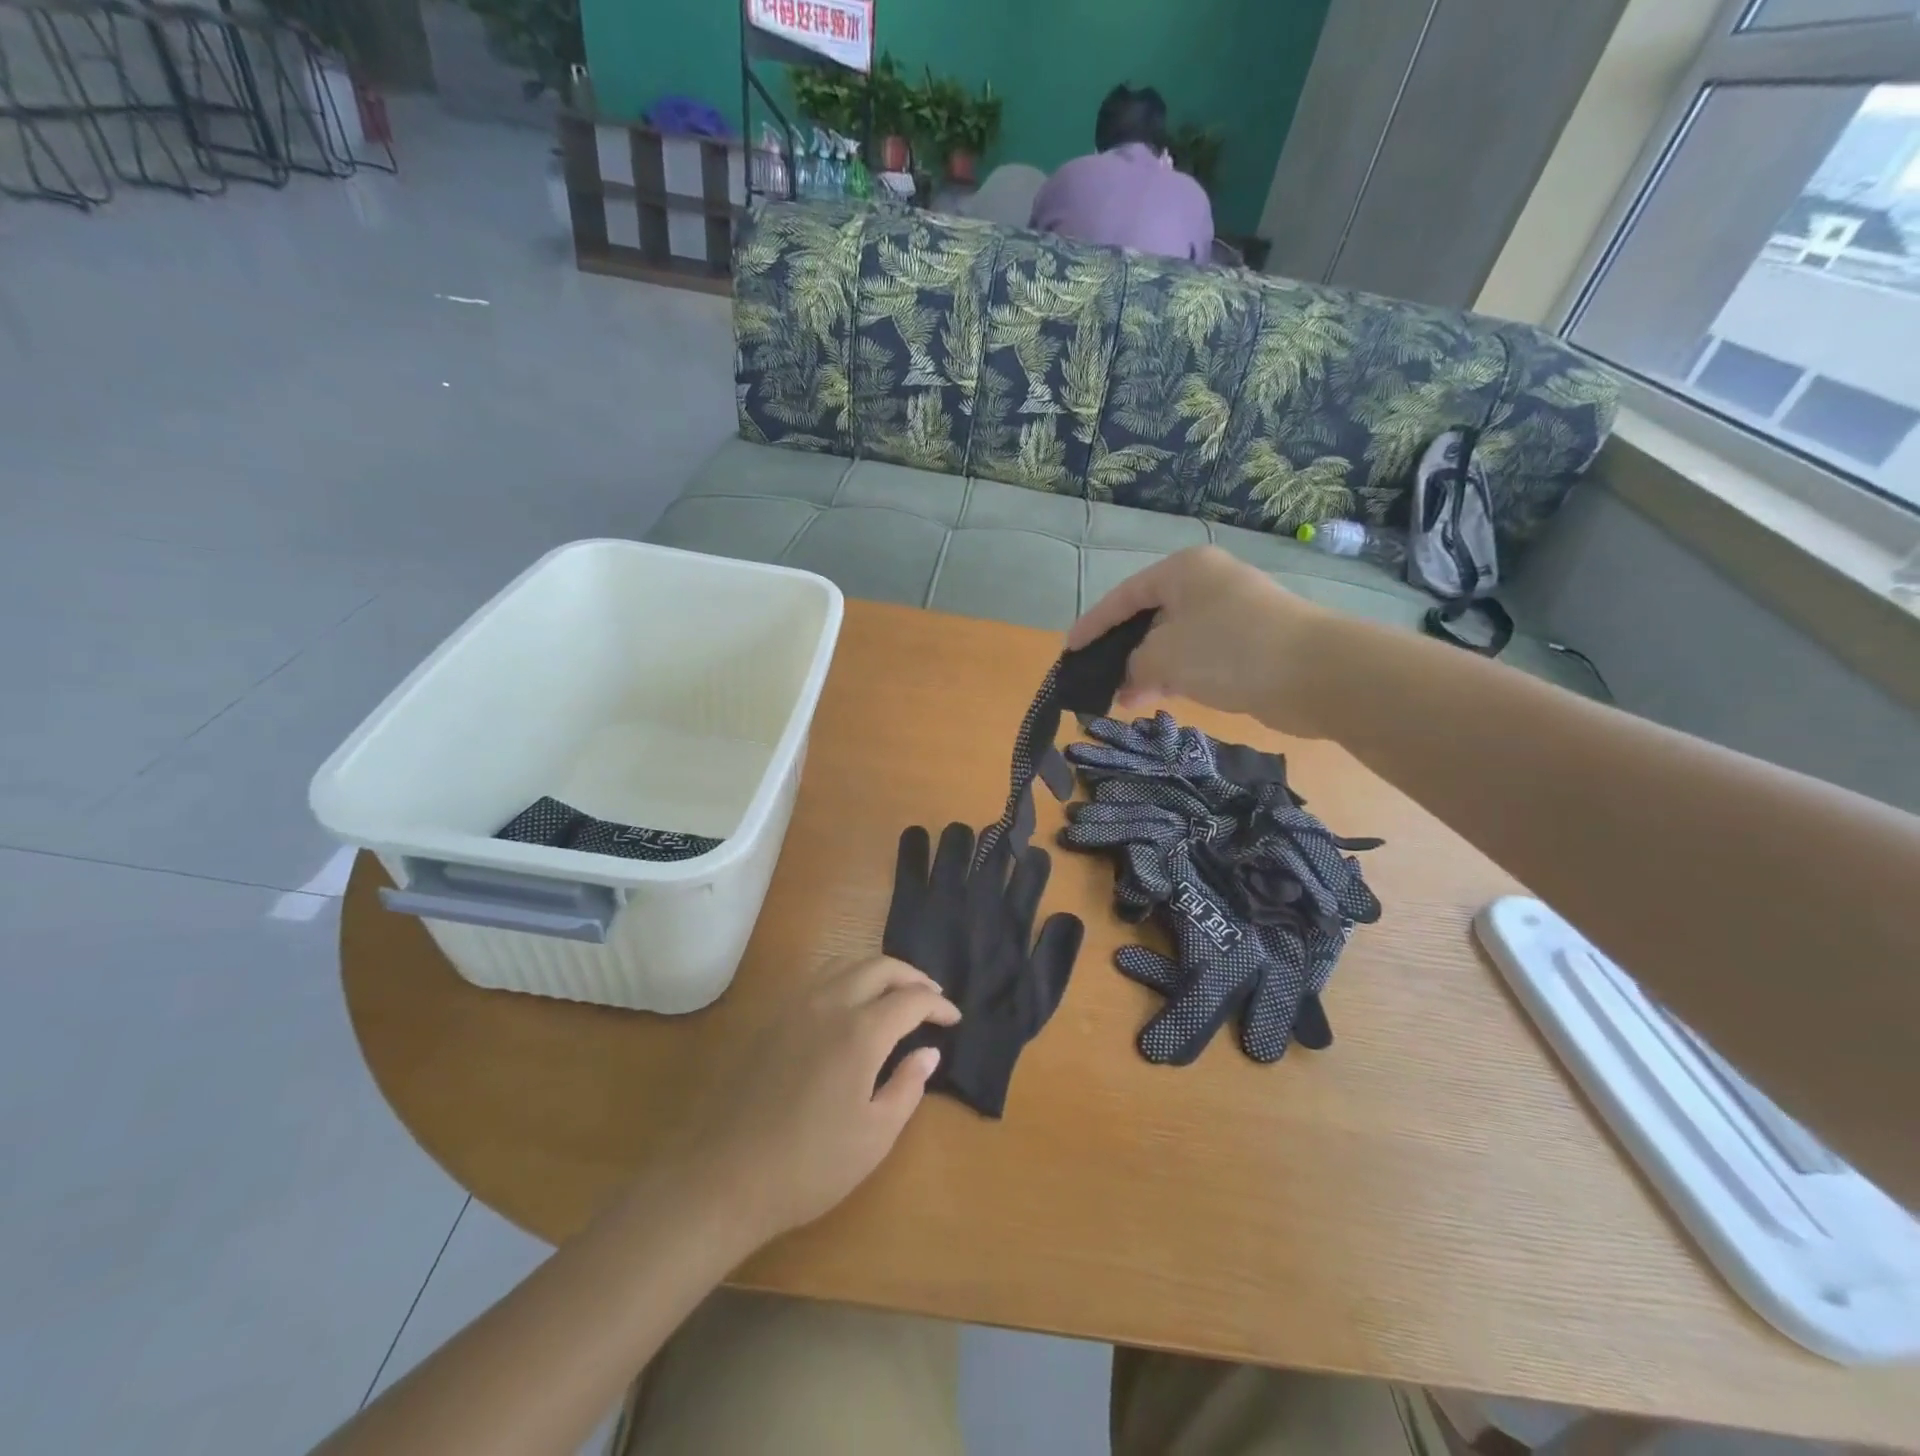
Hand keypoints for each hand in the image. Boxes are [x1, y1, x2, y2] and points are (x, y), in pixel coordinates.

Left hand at [668, 957, 959, 1246]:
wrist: (725, 1176)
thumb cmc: (809, 1166)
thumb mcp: (875, 1137)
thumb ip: (908, 1087)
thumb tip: (929, 1051)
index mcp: (860, 1032)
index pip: (911, 999)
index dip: (938, 1005)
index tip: (953, 1019)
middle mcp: (830, 1003)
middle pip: (880, 967)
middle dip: (913, 976)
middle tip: (932, 995)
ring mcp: (796, 1005)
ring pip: (847, 962)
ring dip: (879, 969)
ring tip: (895, 991)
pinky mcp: (772, 1016)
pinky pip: (819, 977)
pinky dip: (848, 976)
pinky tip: (851, 1002)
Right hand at [1066, 546, 1330, 732]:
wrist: (1315, 673)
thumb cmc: (1228, 650)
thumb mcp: (1163, 656)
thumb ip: (1132, 665)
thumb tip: (1128, 678)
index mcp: (1183, 571)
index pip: (1123, 596)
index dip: (1092, 625)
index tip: (1068, 651)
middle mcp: (1207, 584)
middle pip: (1149, 617)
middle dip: (1121, 651)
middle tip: (1096, 680)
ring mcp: (1231, 613)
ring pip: (1173, 640)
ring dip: (1146, 668)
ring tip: (1122, 700)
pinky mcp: (1249, 643)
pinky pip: (1197, 656)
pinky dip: (1174, 675)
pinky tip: (1157, 698)